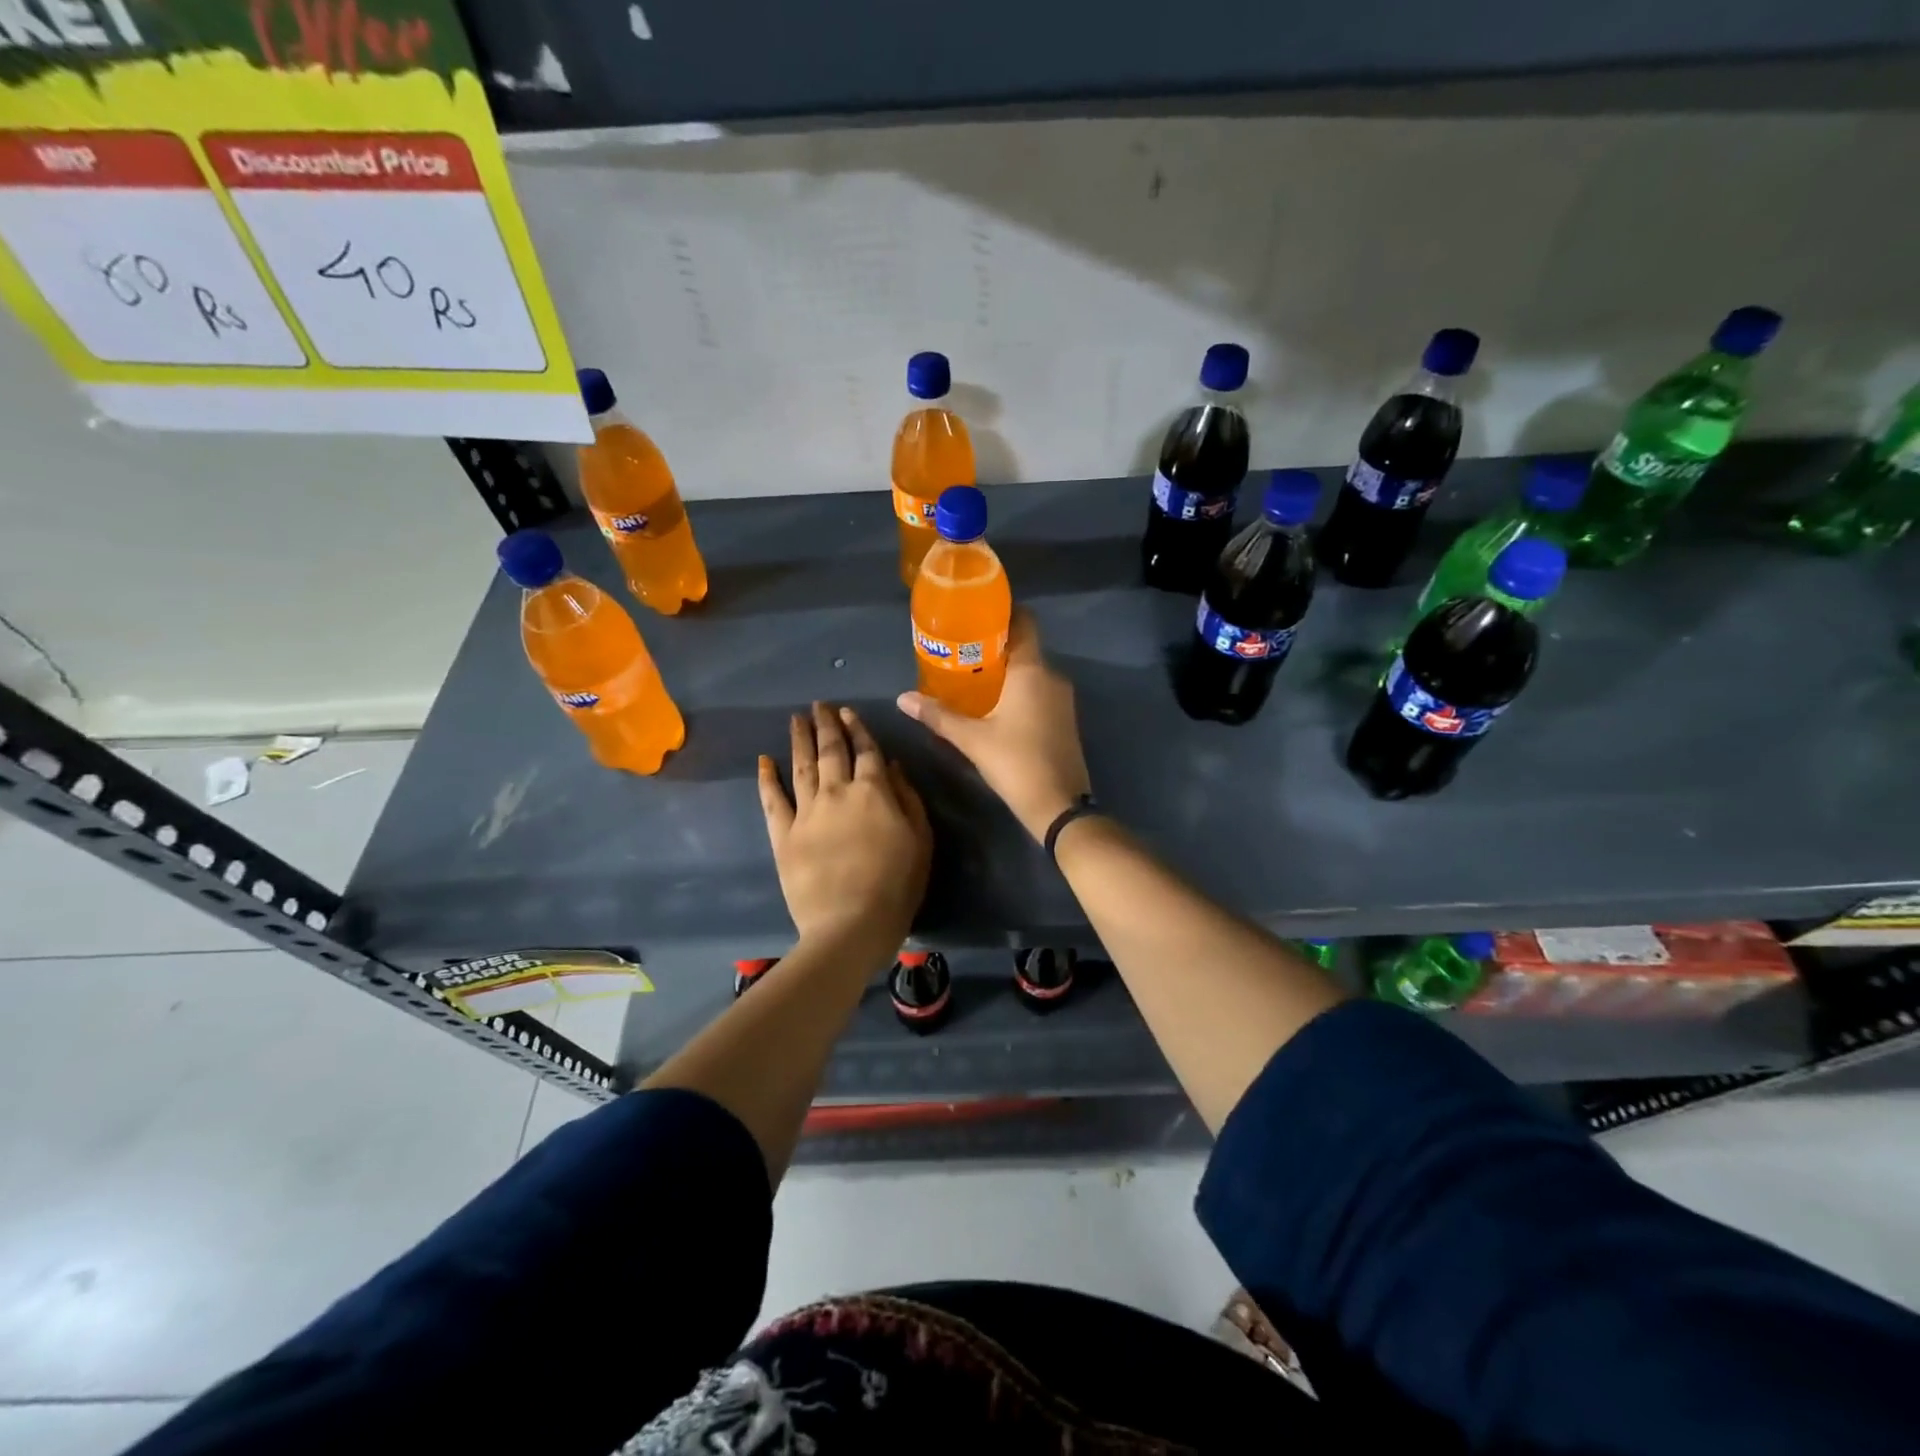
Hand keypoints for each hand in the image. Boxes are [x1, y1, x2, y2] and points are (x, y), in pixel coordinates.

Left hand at [758, 702, 931, 953]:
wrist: (850, 924)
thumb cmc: (896, 885)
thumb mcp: (920, 840)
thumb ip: (907, 798)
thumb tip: (891, 765)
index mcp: (873, 791)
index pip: (865, 751)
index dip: (857, 729)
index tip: (847, 712)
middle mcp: (837, 792)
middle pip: (830, 751)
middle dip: (825, 725)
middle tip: (818, 705)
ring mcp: (806, 812)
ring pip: (801, 766)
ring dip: (798, 740)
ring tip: (796, 719)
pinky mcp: (783, 835)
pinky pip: (772, 800)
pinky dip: (767, 778)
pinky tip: (764, 760)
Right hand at [896, 609, 1091, 841]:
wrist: (1060, 805)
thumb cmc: (1015, 762)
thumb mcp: (971, 739)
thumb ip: (938, 715)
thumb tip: (903, 698)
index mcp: (1032, 670)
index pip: (1024, 621)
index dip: (1002, 612)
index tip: (974, 614)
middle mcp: (1052, 676)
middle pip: (1024, 646)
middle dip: (994, 644)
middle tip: (960, 648)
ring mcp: (1062, 698)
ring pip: (1032, 671)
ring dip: (1005, 669)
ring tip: (971, 674)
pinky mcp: (1064, 718)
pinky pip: (1039, 690)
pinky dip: (1018, 689)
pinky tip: (994, 704)